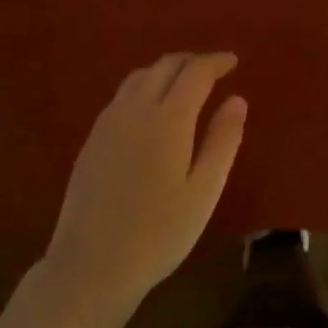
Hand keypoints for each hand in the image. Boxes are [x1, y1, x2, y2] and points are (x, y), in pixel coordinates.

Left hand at [40, 53, 246, 323]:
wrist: (91, 266)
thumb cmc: (158, 234)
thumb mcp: (204, 191)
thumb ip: (222, 141)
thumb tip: (237, 99)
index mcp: (168, 119)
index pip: (195, 73)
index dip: (216, 62)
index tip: (234, 61)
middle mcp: (135, 110)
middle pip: (164, 66)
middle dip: (192, 61)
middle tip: (214, 70)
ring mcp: (108, 123)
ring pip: (139, 77)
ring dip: (166, 71)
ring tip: (186, 85)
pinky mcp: (92, 140)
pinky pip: (122, 96)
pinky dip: (145, 87)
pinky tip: (152, 109)